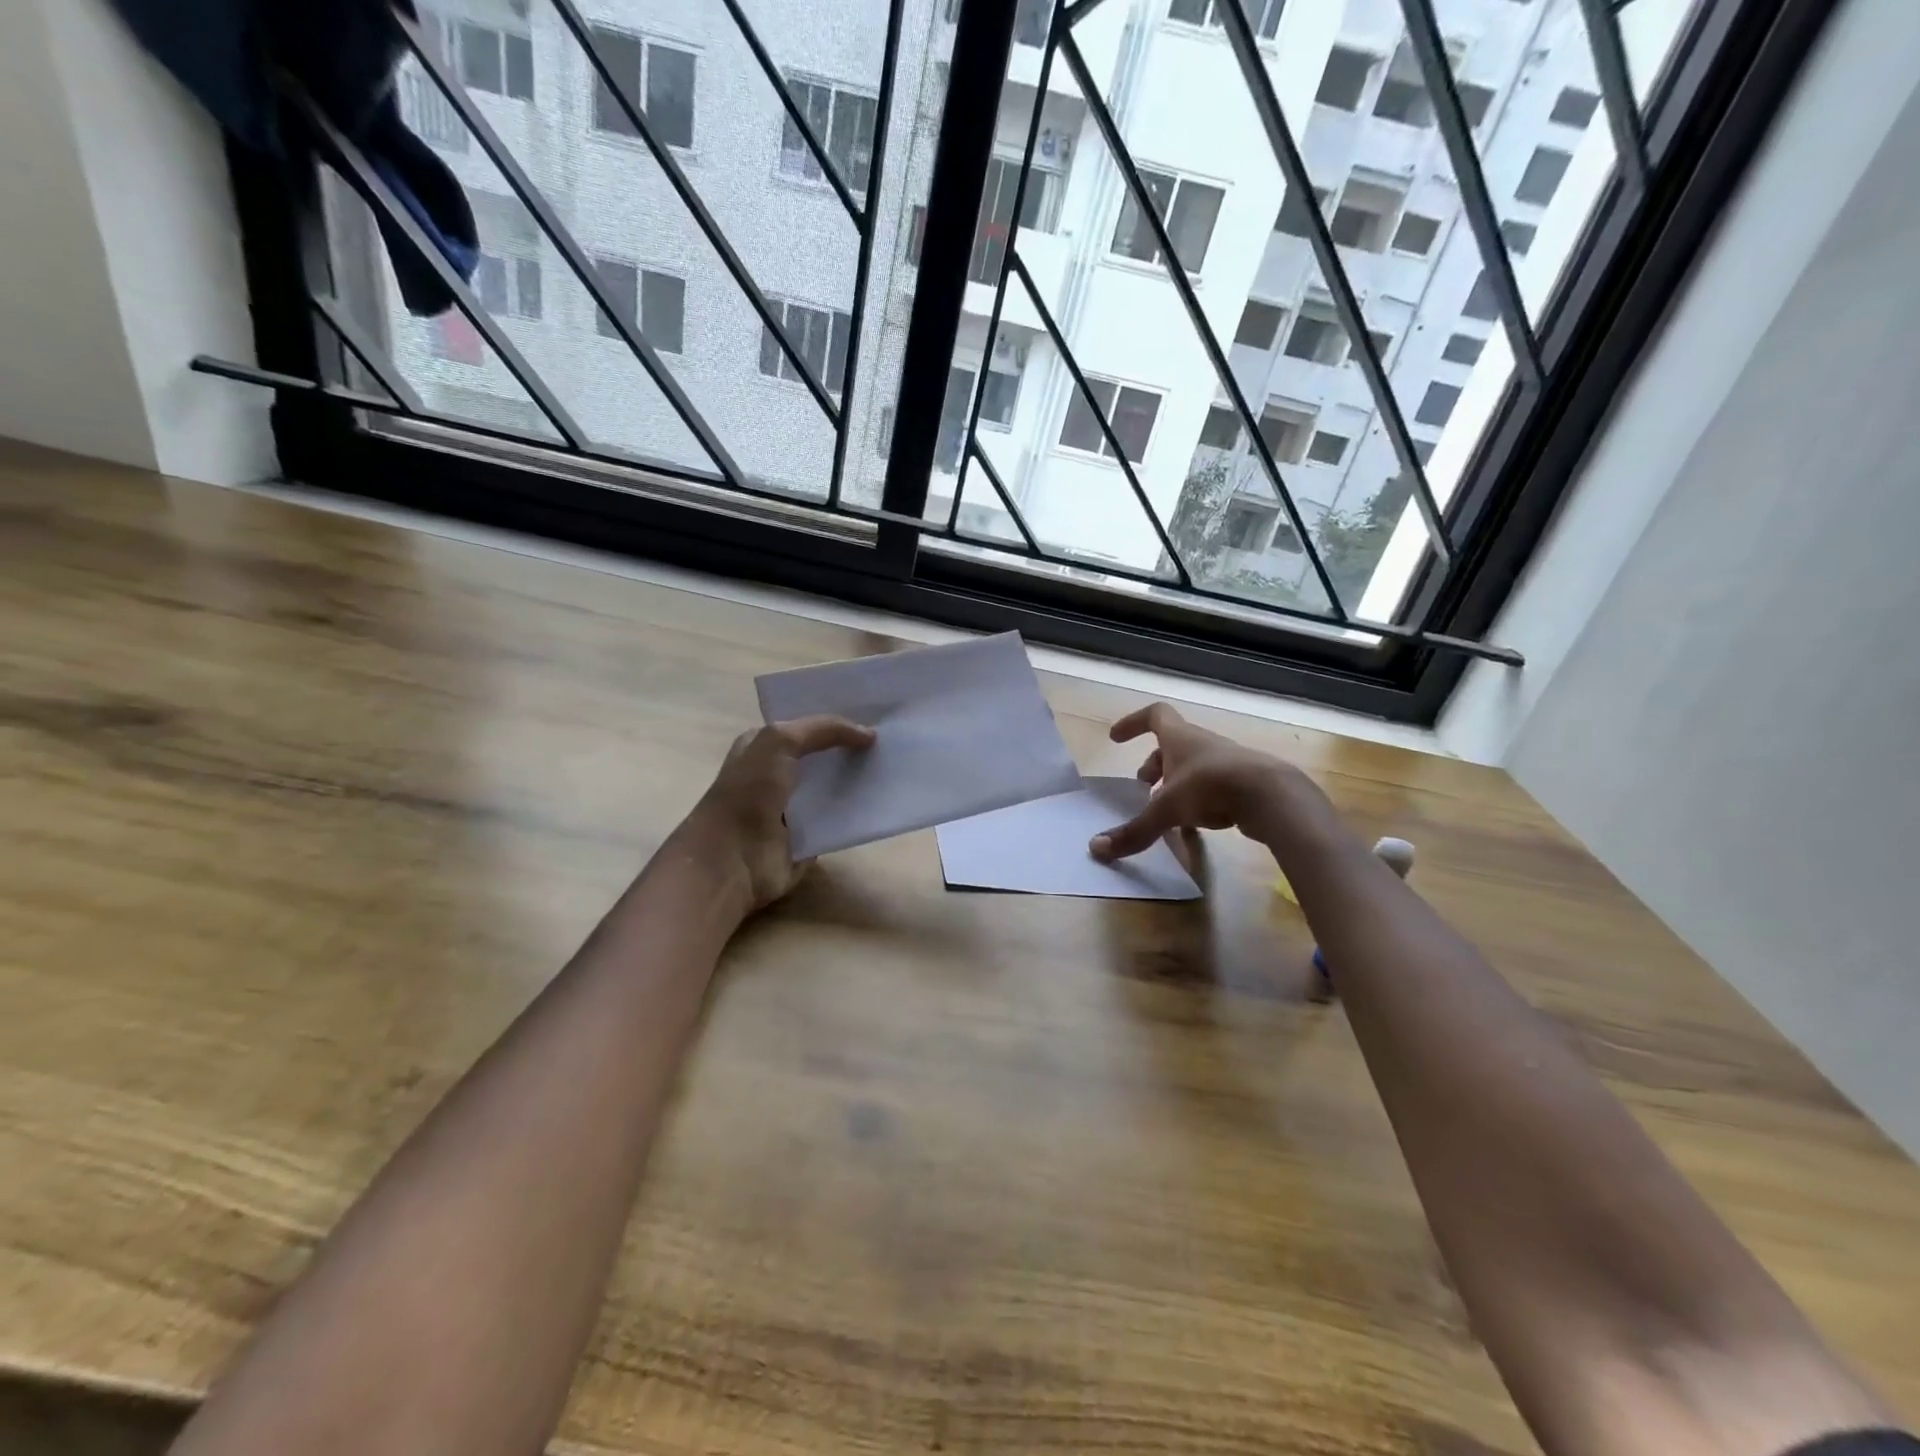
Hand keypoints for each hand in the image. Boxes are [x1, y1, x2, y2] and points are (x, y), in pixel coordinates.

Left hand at [678, 716, 874, 910]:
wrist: (734, 858)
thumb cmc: (749, 792)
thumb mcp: (780, 741)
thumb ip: (824, 729)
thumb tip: (868, 735)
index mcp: (762, 748)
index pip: (804, 726)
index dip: (834, 719)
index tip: (873, 713)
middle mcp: (777, 775)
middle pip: (822, 756)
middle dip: (851, 747)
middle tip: (890, 738)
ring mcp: (794, 808)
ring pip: (834, 787)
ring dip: (858, 779)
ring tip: (894, 766)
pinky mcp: (809, 837)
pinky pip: (840, 819)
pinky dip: (858, 812)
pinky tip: (884, 799)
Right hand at [1089, 702, 1297, 861]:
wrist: (1273, 796)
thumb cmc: (1211, 787)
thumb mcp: (1166, 810)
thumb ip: (1135, 830)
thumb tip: (1096, 848)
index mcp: (1180, 738)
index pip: (1154, 715)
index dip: (1132, 723)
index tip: (1116, 738)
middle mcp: (1202, 744)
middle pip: (1172, 746)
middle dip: (1154, 765)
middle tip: (1142, 787)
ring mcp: (1226, 763)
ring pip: (1193, 768)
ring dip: (1175, 785)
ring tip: (1165, 812)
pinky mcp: (1244, 784)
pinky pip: (1212, 788)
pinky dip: (1198, 803)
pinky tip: (1194, 829)